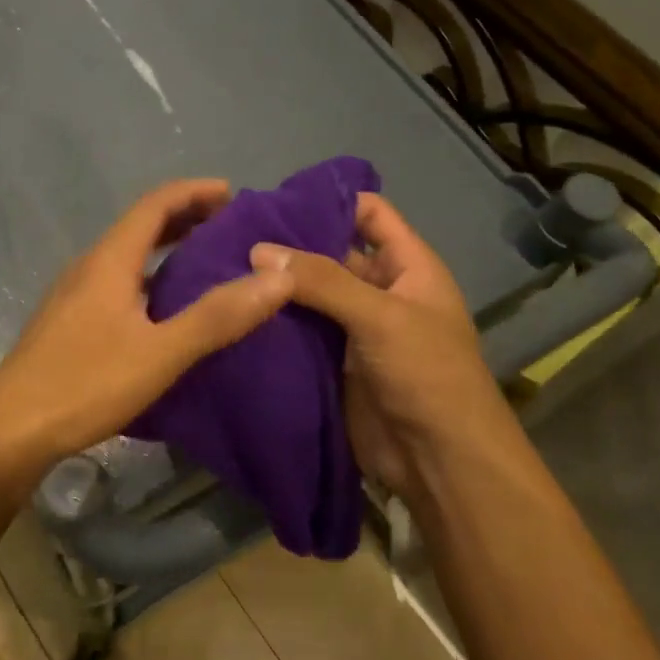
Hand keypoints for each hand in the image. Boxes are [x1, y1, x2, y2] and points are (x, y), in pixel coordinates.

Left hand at [0, 179, 294, 474]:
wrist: (9, 430)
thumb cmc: (85, 384)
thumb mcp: (160, 352)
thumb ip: (218, 316)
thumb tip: (280, 276)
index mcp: (109, 261)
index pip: (155, 204)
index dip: (195, 192)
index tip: (234, 194)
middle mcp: (88, 268)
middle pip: (140, 228)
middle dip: (185, 219)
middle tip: (229, 228)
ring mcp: (73, 297)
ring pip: (127, 259)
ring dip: (166, 252)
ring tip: (206, 266)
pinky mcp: (68, 325)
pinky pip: (117, 286)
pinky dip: (149, 282)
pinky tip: (164, 313)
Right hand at [249, 193, 514, 495]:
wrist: (438, 459)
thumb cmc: (426, 374)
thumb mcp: (381, 316)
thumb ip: (323, 280)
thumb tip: (258, 250)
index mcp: (408, 267)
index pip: (370, 215)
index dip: (330, 201)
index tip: (274, 200)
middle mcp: (380, 292)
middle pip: (333, 254)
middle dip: (291, 246)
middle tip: (231, 237)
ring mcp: (355, 330)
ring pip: (311, 297)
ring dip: (277, 288)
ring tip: (222, 270)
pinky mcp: (333, 365)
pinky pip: (301, 335)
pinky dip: (275, 325)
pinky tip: (236, 313)